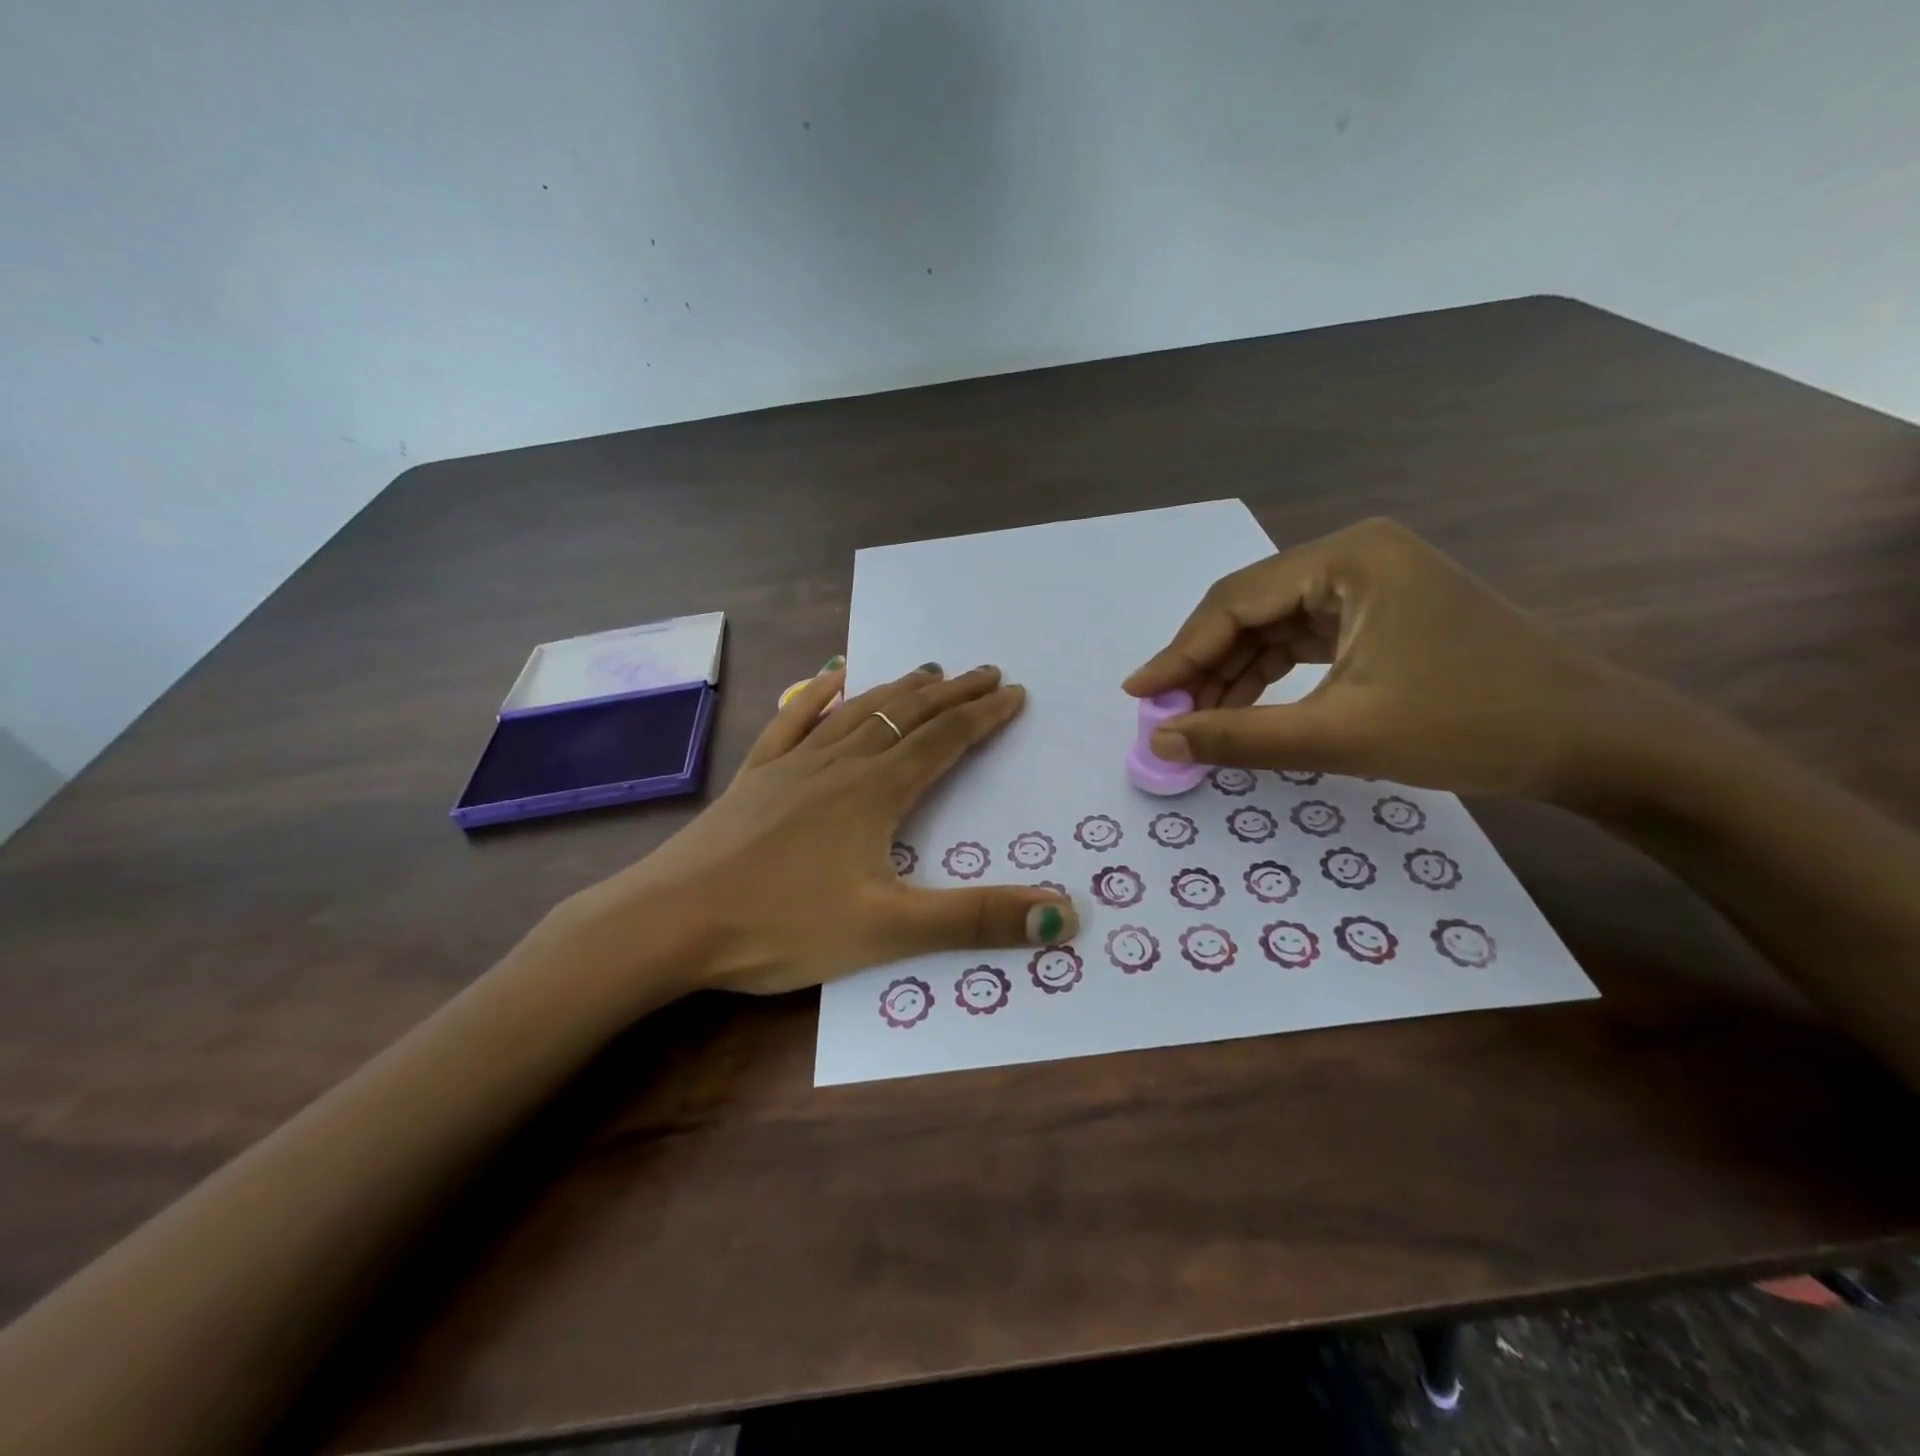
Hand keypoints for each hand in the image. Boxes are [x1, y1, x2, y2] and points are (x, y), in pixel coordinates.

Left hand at [568, 661, 1077, 996]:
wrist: (669, 922)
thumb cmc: (780, 926)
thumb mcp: (888, 930)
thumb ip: (976, 919)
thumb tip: (1065, 913)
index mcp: (875, 792)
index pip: (944, 741)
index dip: (983, 715)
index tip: (1014, 692)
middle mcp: (839, 764)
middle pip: (907, 715)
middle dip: (952, 693)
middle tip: (986, 671)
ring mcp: (792, 765)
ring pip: (858, 712)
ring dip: (900, 689)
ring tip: (929, 671)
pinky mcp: (755, 777)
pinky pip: (794, 722)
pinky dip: (819, 697)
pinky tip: (831, 679)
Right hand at [1123, 518, 1662, 798]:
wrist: (1590, 740)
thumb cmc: (1470, 726)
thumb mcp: (1341, 735)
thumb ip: (1240, 737)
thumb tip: (1159, 742)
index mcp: (1348, 559)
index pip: (1235, 602)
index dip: (1179, 652)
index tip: (1136, 694)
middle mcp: (1353, 556)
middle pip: (1249, 609)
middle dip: (1204, 665)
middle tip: (1164, 716)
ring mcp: (1368, 583)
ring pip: (1271, 627)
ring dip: (1232, 674)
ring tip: (1196, 721)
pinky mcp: (1378, 613)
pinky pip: (1301, 641)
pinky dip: (1268, 676)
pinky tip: (1243, 710)